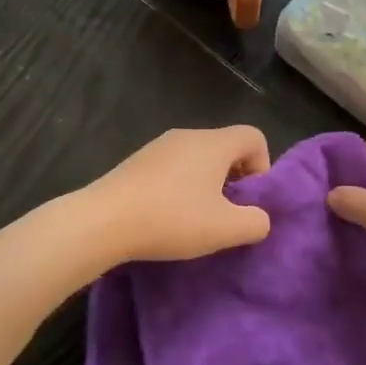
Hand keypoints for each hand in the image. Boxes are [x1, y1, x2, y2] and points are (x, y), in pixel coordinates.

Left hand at [85, 126, 272, 262]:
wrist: (102, 221)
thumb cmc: (171, 219)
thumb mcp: (226, 229)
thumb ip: (256, 222)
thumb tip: (258, 218)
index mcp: (214, 143)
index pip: (254, 136)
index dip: (262, 167)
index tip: (247, 200)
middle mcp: (188, 135)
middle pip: (226, 147)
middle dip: (234, 179)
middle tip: (224, 214)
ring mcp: (158, 146)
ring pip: (198, 158)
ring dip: (206, 185)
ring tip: (194, 219)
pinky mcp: (137, 162)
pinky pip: (173, 168)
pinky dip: (179, 187)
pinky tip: (166, 216)